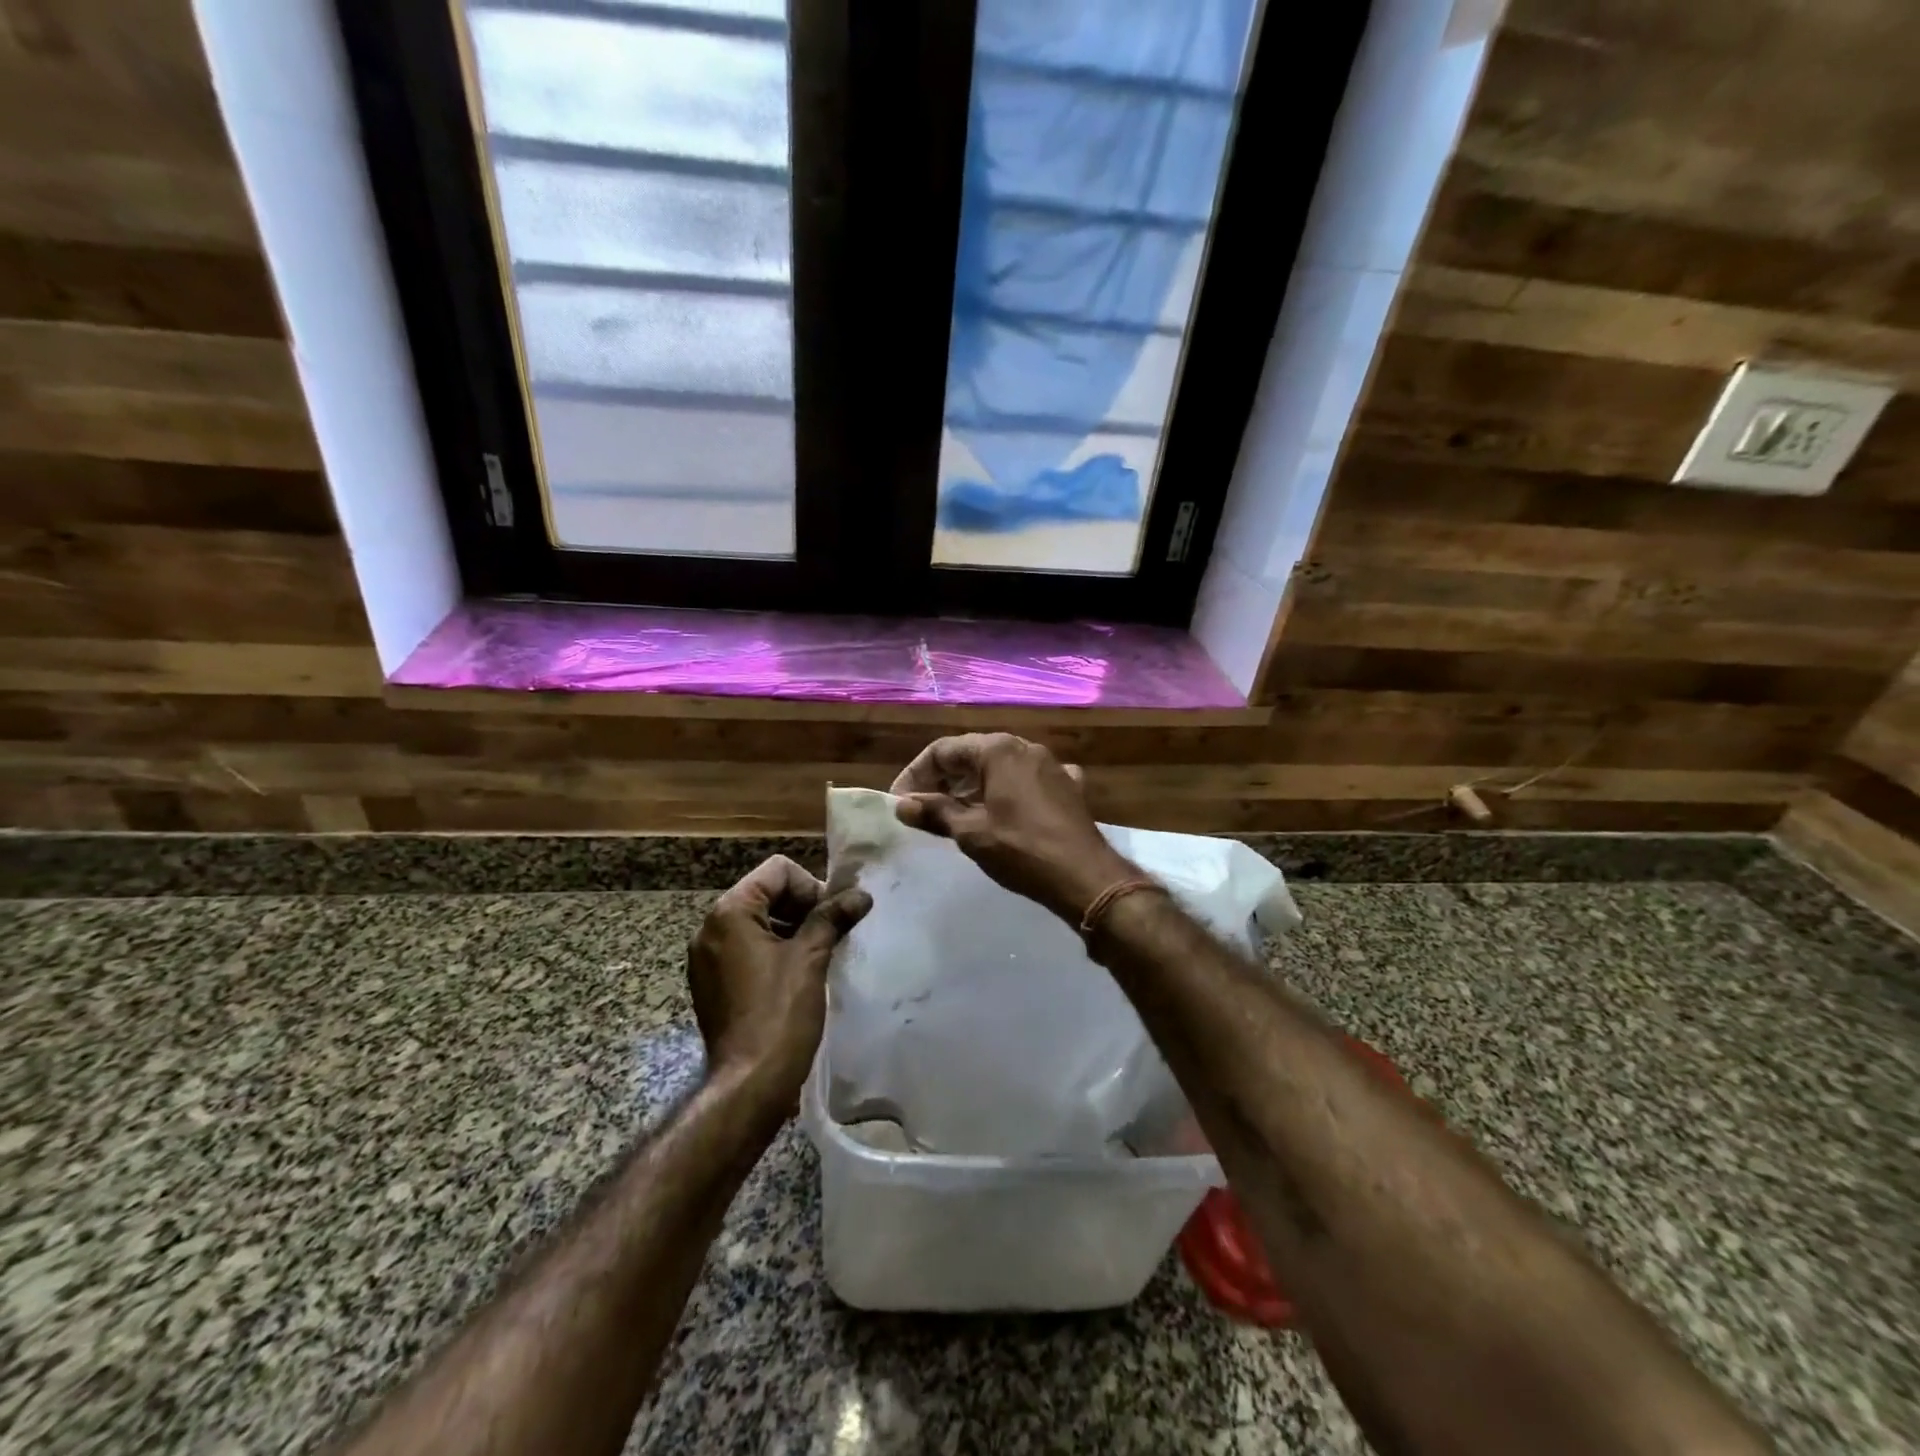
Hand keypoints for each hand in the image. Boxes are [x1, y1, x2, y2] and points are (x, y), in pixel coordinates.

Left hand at [688, 856, 870, 1112]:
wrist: (749, 1084)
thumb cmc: (780, 1014)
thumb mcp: (811, 958)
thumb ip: (832, 917)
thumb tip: (860, 895)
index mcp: (730, 913)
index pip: (777, 871)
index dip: (811, 887)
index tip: (831, 917)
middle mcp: (710, 928)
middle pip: (766, 893)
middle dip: (802, 907)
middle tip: (831, 934)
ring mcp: (707, 958)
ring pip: (758, 922)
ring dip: (791, 929)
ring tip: (819, 955)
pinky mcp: (712, 983)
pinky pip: (747, 949)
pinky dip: (774, 951)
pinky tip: (798, 975)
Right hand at [891, 733, 1136, 923]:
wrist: (1086, 877)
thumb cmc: (1022, 850)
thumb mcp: (971, 833)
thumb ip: (935, 813)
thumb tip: (902, 805)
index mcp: (999, 750)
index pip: (943, 750)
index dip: (916, 774)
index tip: (900, 802)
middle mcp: (1025, 747)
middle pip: (972, 755)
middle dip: (942, 780)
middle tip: (921, 809)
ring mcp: (1051, 766)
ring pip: (1000, 768)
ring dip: (972, 787)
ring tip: (953, 814)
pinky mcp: (1068, 787)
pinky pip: (1026, 782)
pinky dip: (1006, 793)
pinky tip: (1001, 813)